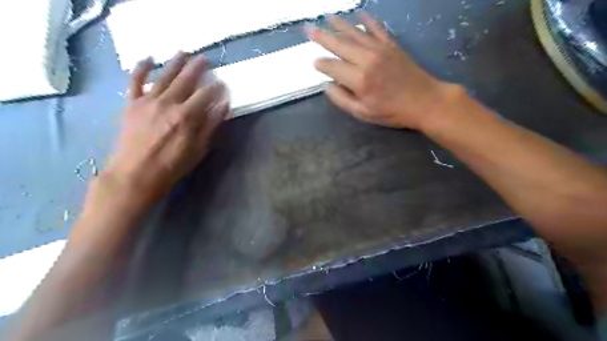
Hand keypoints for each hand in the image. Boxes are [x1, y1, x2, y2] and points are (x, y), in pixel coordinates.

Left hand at [103, 52, 229, 207]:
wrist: (135, 175)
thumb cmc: (172, 166)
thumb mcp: (198, 149)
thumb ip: (211, 125)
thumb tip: (224, 105)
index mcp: (186, 116)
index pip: (206, 94)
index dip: (216, 87)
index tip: (223, 83)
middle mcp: (168, 103)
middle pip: (186, 80)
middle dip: (198, 68)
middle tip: (205, 59)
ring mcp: (147, 101)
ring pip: (164, 75)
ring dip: (175, 62)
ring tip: (184, 52)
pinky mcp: (132, 104)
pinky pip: (135, 81)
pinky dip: (141, 68)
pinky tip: (148, 59)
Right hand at [311, 14, 457, 129]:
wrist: (425, 101)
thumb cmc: (392, 112)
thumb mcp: (363, 113)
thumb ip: (342, 99)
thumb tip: (327, 86)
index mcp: (359, 79)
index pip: (332, 67)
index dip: (321, 64)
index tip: (314, 63)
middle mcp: (367, 59)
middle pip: (340, 44)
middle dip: (322, 36)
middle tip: (308, 28)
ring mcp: (380, 49)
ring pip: (355, 32)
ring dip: (340, 24)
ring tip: (327, 17)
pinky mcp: (392, 45)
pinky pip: (377, 28)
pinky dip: (368, 20)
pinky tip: (360, 14)